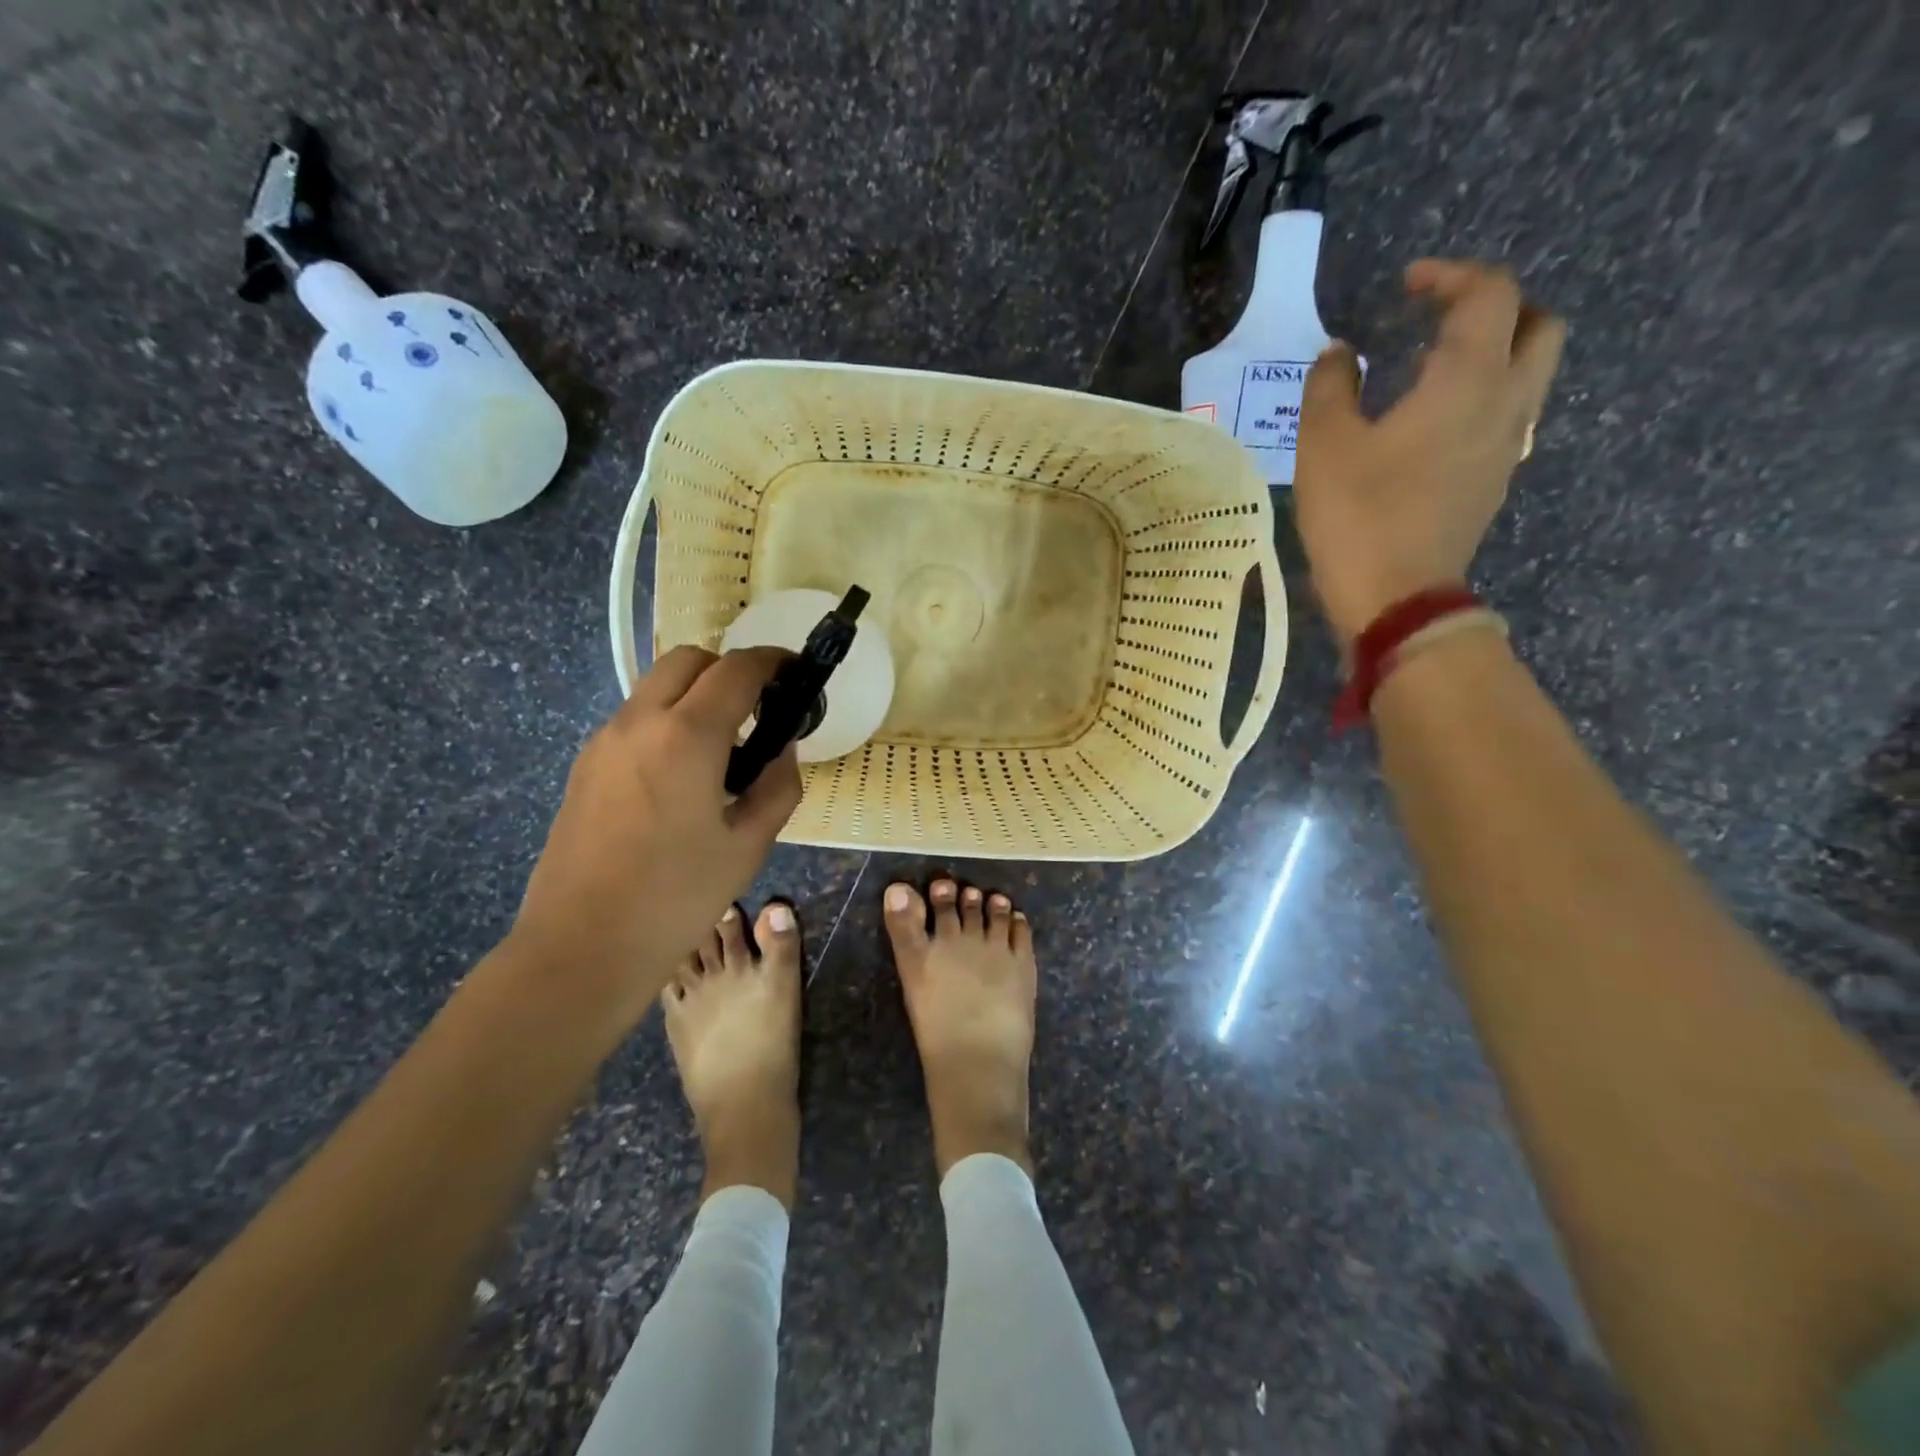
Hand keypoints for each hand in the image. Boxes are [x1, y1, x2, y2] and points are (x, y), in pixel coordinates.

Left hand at [510, 646, 801, 1019]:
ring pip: (657, 687)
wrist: (582, 946)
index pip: (737, 670)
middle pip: (689, 660)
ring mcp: (604, 741)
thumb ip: (777, 785)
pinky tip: (683, 776)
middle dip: (730, 670)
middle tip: (759, 710)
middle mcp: (639, 722)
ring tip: (723, 749)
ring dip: (696, 695)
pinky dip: (668, 721)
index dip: (774, 662)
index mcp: (687, 736)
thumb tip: (782, 750)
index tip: (796, 673)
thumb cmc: (677, 898)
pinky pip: (635, 719)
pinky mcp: (585, 765)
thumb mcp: (749, 845)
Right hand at [1295, 259, 1565, 645]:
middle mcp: (1506, 402)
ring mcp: (1507, 446)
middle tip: (1444, 318)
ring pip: (1530, 374)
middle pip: (1538, 325)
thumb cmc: (1358, 515)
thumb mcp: (1323, 445)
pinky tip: (1433, 422)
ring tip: (1436, 368)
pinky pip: (1507, 416)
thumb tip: (1341, 354)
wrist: (1396, 597)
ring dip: (1495, 353)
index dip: (1451, 276)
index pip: (1489, 294)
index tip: (1408, 284)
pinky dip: (1483, 397)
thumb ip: (1330, 386)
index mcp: (1468, 379)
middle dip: (1497, 308)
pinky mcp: (1494, 481)